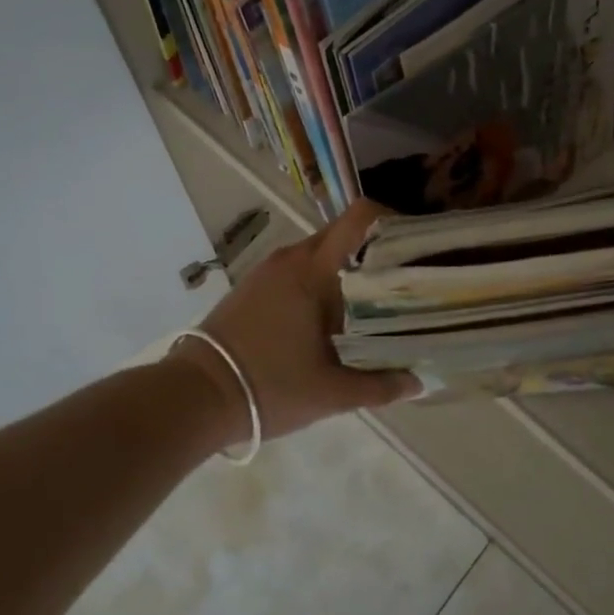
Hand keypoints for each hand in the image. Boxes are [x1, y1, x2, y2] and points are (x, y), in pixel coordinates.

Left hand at [175, 200, 418, 443]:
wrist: (193, 396)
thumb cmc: (268, 387)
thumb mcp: (331, 393)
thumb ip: (380, 385)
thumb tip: (419, 382)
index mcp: (313, 270)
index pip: (358, 218)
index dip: (390, 219)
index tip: (413, 242)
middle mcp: (291, 258)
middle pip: (343, 235)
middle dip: (375, 249)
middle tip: (403, 278)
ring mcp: (268, 270)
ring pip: (320, 253)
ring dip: (347, 269)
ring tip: (374, 300)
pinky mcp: (253, 286)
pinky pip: (298, 269)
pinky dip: (321, 281)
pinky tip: (332, 315)